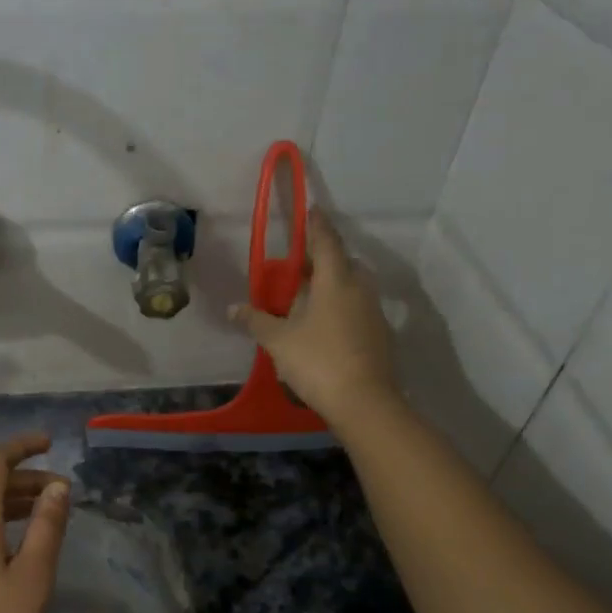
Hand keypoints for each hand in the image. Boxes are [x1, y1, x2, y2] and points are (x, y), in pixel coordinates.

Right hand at [231, 210, 398, 423]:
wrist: (364, 402)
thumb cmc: (318, 361)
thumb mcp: (279, 341)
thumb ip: (256, 321)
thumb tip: (233, 308)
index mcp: (336, 280)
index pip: (326, 241)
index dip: (316, 225)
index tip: (311, 210)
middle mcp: (359, 288)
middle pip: (342, 263)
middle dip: (322, 259)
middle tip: (299, 266)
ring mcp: (373, 312)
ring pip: (352, 286)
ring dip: (332, 285)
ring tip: (307, 297)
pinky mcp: (379, 334)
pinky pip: (357, 308)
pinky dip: (340, 307)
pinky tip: (323, 325)